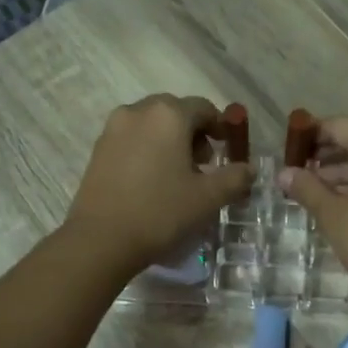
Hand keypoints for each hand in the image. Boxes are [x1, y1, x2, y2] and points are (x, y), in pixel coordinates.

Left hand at [63, 95, 253, 275]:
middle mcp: (138, 111)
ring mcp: (113, 128)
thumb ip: (235, 178)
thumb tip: (249, 169)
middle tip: (204, 164)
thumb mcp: (208, 198)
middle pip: (175, 112)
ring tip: (177, 175)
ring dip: (170, 141)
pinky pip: (132, 139)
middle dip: (194, 133)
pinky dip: (148, 150)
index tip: (227, 150)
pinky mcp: (98, 149)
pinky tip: (152, 181)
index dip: (220, 127)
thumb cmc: (161, 212)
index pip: (203, 108)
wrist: (101, 239)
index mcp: (169, 115)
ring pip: (151, 125)